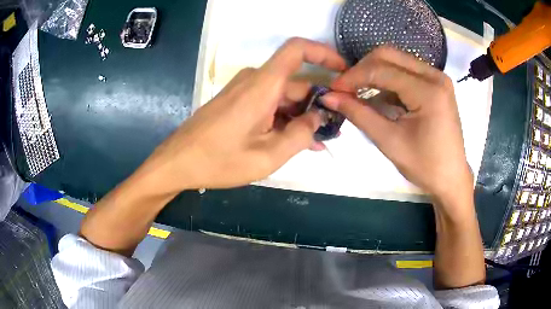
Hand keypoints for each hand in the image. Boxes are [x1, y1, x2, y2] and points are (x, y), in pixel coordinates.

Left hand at [138, 38, 346, 192]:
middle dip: (317, 104)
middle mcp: (254, 81)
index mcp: (263, 85)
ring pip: (284, 97)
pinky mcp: (238, 102)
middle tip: (332, 132)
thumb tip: (318, 119)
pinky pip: (269, 104)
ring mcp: (244, 91)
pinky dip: (284, 119)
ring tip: (316, 143)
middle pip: (296, 83)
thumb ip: (300, 135)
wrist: (178, 162)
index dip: (323, 53)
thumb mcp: (267, 156)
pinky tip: (295, 140)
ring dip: (301, 117)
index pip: (297, 50)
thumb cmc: (218, 161)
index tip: (343, 71)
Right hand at [323, 47, 472, 204]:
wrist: (451, 178)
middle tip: (347, 89)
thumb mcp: (389, 141)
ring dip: (375, 73)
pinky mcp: (436, 84)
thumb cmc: (425, 166)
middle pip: (389, 55)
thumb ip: (359, 114)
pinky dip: (388, 80)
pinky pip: (406, 71)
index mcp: (428, 91)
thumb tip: (328, 97)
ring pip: (397, 60)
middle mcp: (435, 75)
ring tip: (360, 93)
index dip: (353, 77)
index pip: (381, 70)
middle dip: (363, 69)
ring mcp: (437, 78)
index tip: (334, 90)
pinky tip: (380, 97)